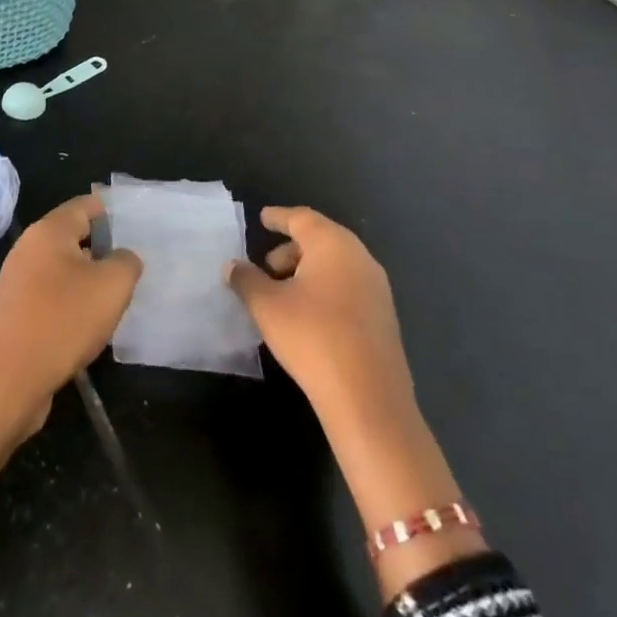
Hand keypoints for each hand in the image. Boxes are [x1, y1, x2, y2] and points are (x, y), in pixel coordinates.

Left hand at [0, 193, 142, 434]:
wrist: (10, 378)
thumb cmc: (64, 320)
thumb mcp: (112, 286)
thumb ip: (126, 261)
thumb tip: (122, 257)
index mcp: (48, 231)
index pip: (84, 206)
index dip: (111, 211)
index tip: (136, 226)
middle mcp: (28, 248)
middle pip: (72, 236)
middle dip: (102, 248)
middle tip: (132, 265)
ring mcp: (17, 280)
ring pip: (62, 268)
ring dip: (88, 279)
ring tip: (116, 296)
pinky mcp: (15, 310)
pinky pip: (51, 294)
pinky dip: (72, 301)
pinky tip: (90, 322)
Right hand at [227, 206, 416, 440]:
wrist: (368, 399)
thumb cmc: (312, 336)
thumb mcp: (266, 306)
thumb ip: (246, 280)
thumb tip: (233, 266)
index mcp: (333, 245)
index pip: (302, 218)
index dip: (279, 217)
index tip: (263, 218)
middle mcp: (360, 258)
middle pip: (321, 240)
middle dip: (290, 249)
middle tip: (266, 267)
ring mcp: (377, 289)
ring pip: (335, 266)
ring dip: (306, 272)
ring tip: (281, 295)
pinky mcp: (383, 318)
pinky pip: (347, 288)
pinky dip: (324, 290)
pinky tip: (306, 317)